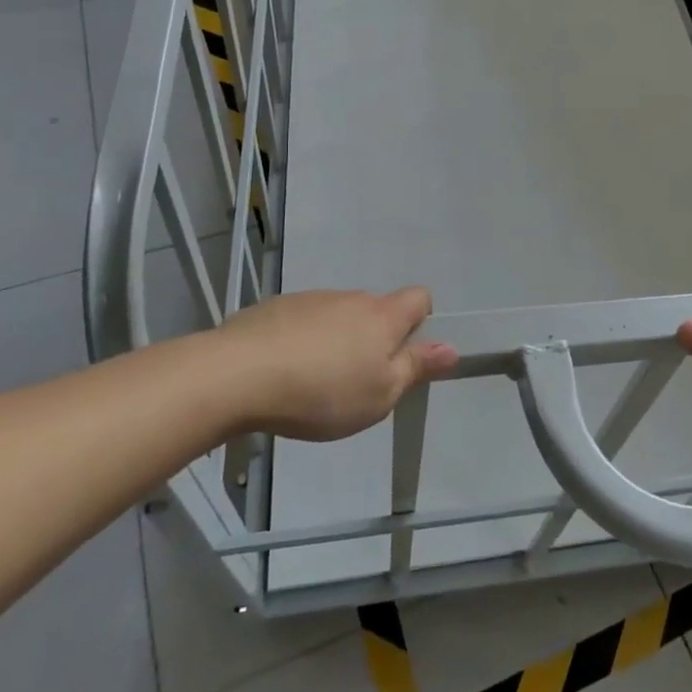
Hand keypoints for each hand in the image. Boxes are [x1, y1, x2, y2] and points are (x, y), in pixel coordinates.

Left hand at [213, 287, 458, 441]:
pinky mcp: (274, 308)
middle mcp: (351, 298)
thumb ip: (415, 368)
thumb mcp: (380, 394)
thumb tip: (451, 348)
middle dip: (372, 339)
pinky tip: (280, 374)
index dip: (420, 320)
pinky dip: (300, 341)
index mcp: (383, 317)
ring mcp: (311, 299)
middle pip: (375, 310)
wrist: (239, 374)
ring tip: (311, 384)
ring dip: (334, 341)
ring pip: (336, 316)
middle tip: (355, 383)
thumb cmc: (323, 391)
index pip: (419, 297)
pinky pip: (301, 322)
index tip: (404, 353)